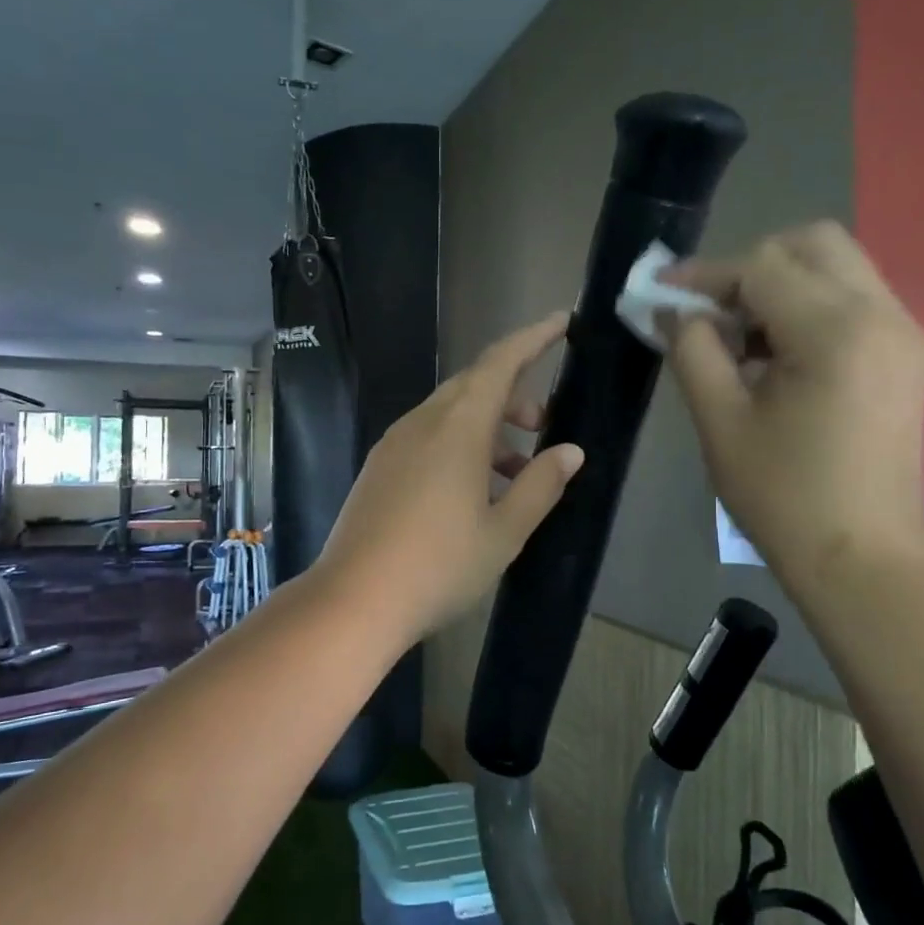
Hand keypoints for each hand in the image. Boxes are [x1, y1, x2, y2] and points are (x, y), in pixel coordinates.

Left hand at [315, 314, 584, 646]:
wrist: (354, 600)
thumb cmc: (439, 565)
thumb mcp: (504, 532)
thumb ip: (541, 486)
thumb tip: (569, 452)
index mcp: (457, 427)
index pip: (500, 363)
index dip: (533, 338)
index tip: (562, 324)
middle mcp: (422, 423)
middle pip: (474, 386)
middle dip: (514, 396)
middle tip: (542, 428)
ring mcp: (394, 444)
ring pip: (450, 414)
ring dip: (488, 428)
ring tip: (515, 474)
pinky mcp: (379, 468)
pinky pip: (428, 437)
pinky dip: (460, 446)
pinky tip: (472, 490)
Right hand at [663, 221, 923, 586]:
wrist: (860, 557)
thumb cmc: (782, 496)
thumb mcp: (720, 421)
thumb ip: (693, 350)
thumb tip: (675, 311)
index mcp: (835, 330)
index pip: (761, 267)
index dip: (704, 274)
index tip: (661, 291)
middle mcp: (881, 313)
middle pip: (812, 244)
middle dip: (751, 265)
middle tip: (710, 310)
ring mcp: (902, 332)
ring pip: (836, 267)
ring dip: (779, 285)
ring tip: (738, 337)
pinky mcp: (906, 354)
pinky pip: (852, 300)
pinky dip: (807, 307)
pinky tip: (775, 354)